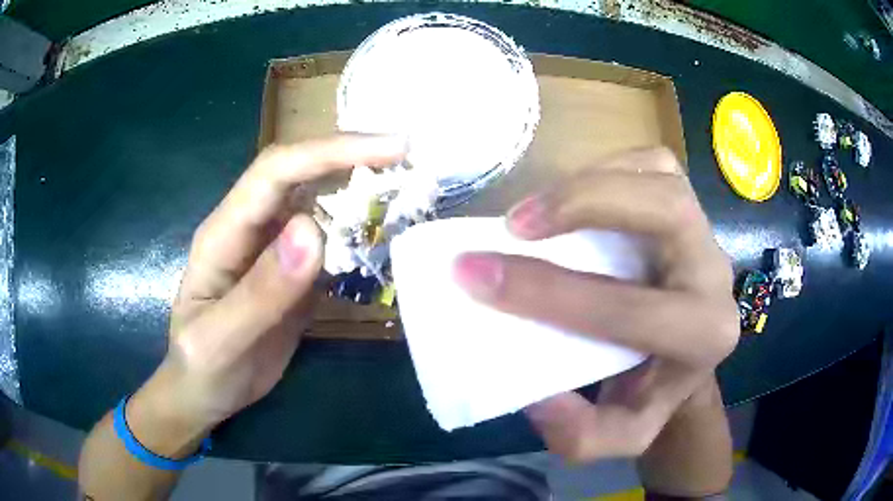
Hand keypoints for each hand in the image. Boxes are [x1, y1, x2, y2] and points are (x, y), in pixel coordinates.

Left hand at [128, 135, 406, 451]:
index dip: (331, 151)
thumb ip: (261, 292)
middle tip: (414, 162)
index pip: (277, 171)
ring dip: (366, 193)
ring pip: (323, 203)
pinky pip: (333, 241)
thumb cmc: (202, 368)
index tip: (390, 150)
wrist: (206, 391)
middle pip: (304, 174)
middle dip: (357, 160)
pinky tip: (391, 237)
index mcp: (224, 232)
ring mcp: (276, 249)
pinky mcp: (296, 273)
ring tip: (414, 193)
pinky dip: (364, 233)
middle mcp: (253, 228)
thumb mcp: (220, 340)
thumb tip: (314, 231)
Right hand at [454, 148, 738, 460]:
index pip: (628, 309)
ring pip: (658, 176)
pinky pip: (653, 164)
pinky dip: (606, 168)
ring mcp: (704, 230)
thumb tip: (537, 394)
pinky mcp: (690, 204)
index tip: (475, 274)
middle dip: (584, 204)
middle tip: (514, 224)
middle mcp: (714, 274)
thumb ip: (579, 433)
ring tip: (535, 211)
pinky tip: (574, 196)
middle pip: (665, 210)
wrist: (683, 360)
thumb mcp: (617, 436)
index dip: (546, 291)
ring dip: (589, 181)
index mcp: (703, 337)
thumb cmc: (649, 394)